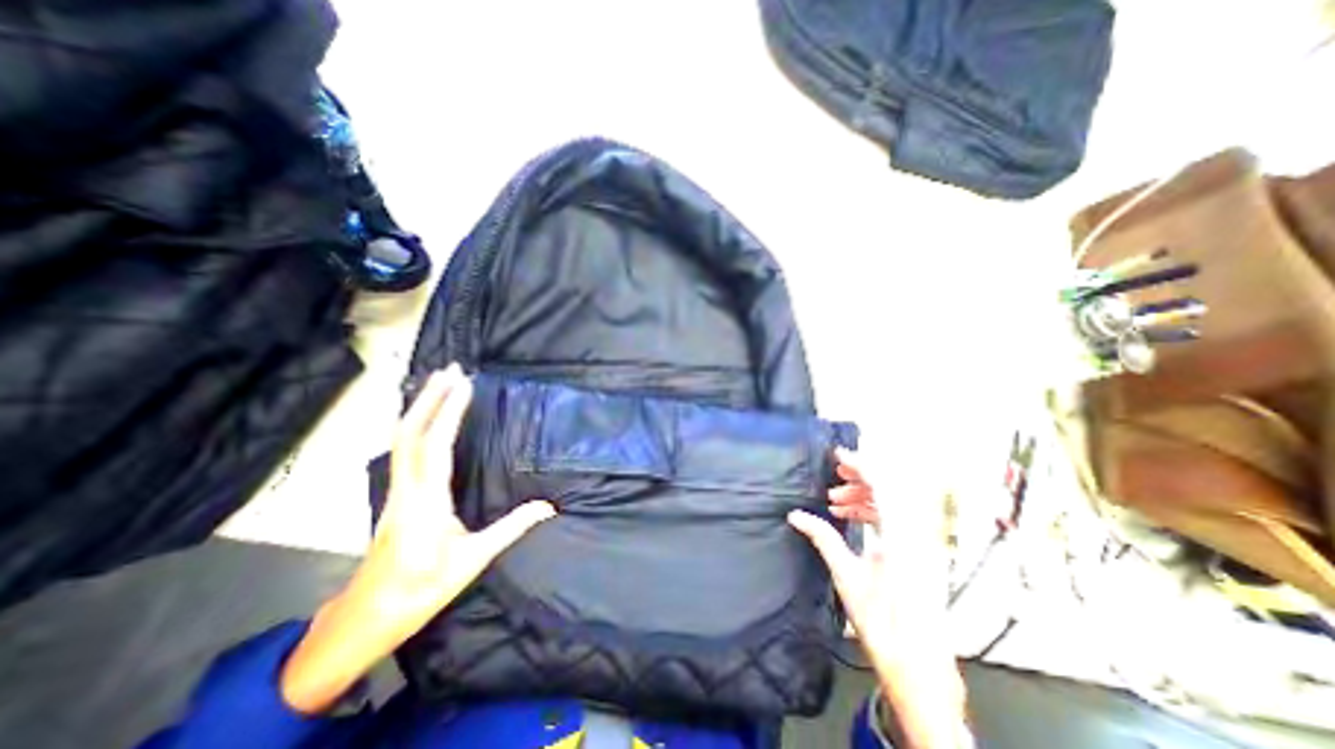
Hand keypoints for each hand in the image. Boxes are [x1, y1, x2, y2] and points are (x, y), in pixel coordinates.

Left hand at [277, 365, 556, 717]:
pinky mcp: (396, 494)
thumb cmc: (423, 588)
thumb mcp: (473, 559)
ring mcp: (396, 490)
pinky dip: (414, 424)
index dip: (448, 412)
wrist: (369, 616)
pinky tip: (425, 418)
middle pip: (410, 433)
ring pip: (401, 439)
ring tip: (439, 382)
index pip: (436, 446)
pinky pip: (402, 450)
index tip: (464, 385)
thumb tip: (548, 506)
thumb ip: (512, 527)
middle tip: (450, 369)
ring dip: (420, 407)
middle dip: (429, 398)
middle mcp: (407, 488)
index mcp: (426, 501)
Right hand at [784, 448, 964, 745]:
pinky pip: (895, 520)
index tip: (837, 454)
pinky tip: (849, 519)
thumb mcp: (847, 576)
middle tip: (833, 477)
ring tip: (834, 502)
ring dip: (863, 497)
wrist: (918, 668)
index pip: (884, 485)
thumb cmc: (881, 622)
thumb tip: (795, 515)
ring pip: (892, 504)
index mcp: (901, 536)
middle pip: (891, 490)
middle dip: (860, 479)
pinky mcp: (918, 554)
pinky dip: (872, 513)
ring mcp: (921, 544)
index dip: (861, 464)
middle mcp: (916, 534)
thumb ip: (822, 537)